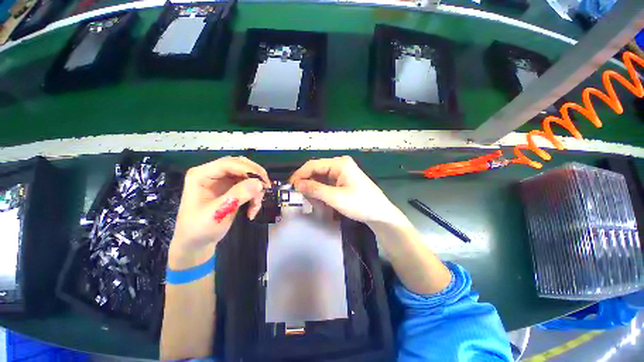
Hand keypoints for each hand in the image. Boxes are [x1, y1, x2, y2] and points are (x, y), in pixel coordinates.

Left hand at [169, 156, 269, 267]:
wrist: (196, 244)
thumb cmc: (200, 229)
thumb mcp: (218, 213)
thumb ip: (238, 195)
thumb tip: (259, 183)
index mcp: (202, 175)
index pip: (229, 164)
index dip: (248, 170)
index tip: (263, 182)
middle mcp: (213, 174)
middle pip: (240, 165)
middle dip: (255, 177)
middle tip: (266, 189)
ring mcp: (223, 181)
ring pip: (247, 175)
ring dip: (256, 189)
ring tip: (256, 205)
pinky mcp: (231, 189)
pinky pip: (248, 185)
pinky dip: (254, 195)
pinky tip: (253, 209)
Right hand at [289, 156, 408, 226]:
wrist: (380, 213)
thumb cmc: (360, 204)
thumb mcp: (335, 198)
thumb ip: (315, 190)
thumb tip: (297, 184)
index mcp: (339, 164)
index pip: (313, 165)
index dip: (300, 174)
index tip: (290, 186)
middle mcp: (340, 164)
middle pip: (317, 171)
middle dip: (308, 184)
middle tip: (303, 198)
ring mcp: (342, 172)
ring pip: (321, 178)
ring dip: (315, 190)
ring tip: (315, 203)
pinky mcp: (343, 180)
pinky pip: (327, 183)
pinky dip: (322, 192)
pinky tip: (322, 201)